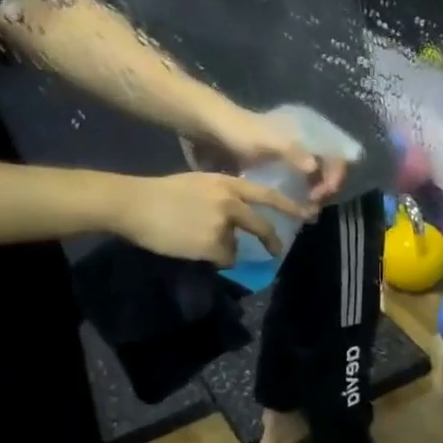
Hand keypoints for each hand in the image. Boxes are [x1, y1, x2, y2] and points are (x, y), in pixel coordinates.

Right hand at [112, 172, 312, 265]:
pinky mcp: (213, 244)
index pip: (267, 195)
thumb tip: (236, 215)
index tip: (308, 215)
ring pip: (235, 247)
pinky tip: (192, 248)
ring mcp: (223, 225)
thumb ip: (222, 196)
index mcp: (228, 184)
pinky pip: (222, 258)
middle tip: (276, 251)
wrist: (134, 203)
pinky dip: (211, 259)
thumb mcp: (199, 183)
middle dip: (272, 242)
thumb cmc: (160, 193)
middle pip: (261, 226)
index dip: (289, 207)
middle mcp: (231, 203)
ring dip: (221, 249)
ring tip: (193, 240)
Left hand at [205, 110, 349, 205]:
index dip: (333, 178)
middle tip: (311, 209)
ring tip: (305, 214)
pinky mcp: (279, 169)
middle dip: (324, 192)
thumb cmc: (239, 131)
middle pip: (329, 172)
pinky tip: (293, 210)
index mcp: (308, 137)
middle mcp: (305, 148)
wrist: (209, 127)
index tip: (317, 195)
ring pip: (315, 181)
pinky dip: (300, 198)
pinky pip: (299, 185)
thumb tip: (314, 167)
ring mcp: (293, 159)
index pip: (337, 158)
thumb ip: (293, 153)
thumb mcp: (267, 141)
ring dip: (313, 198)